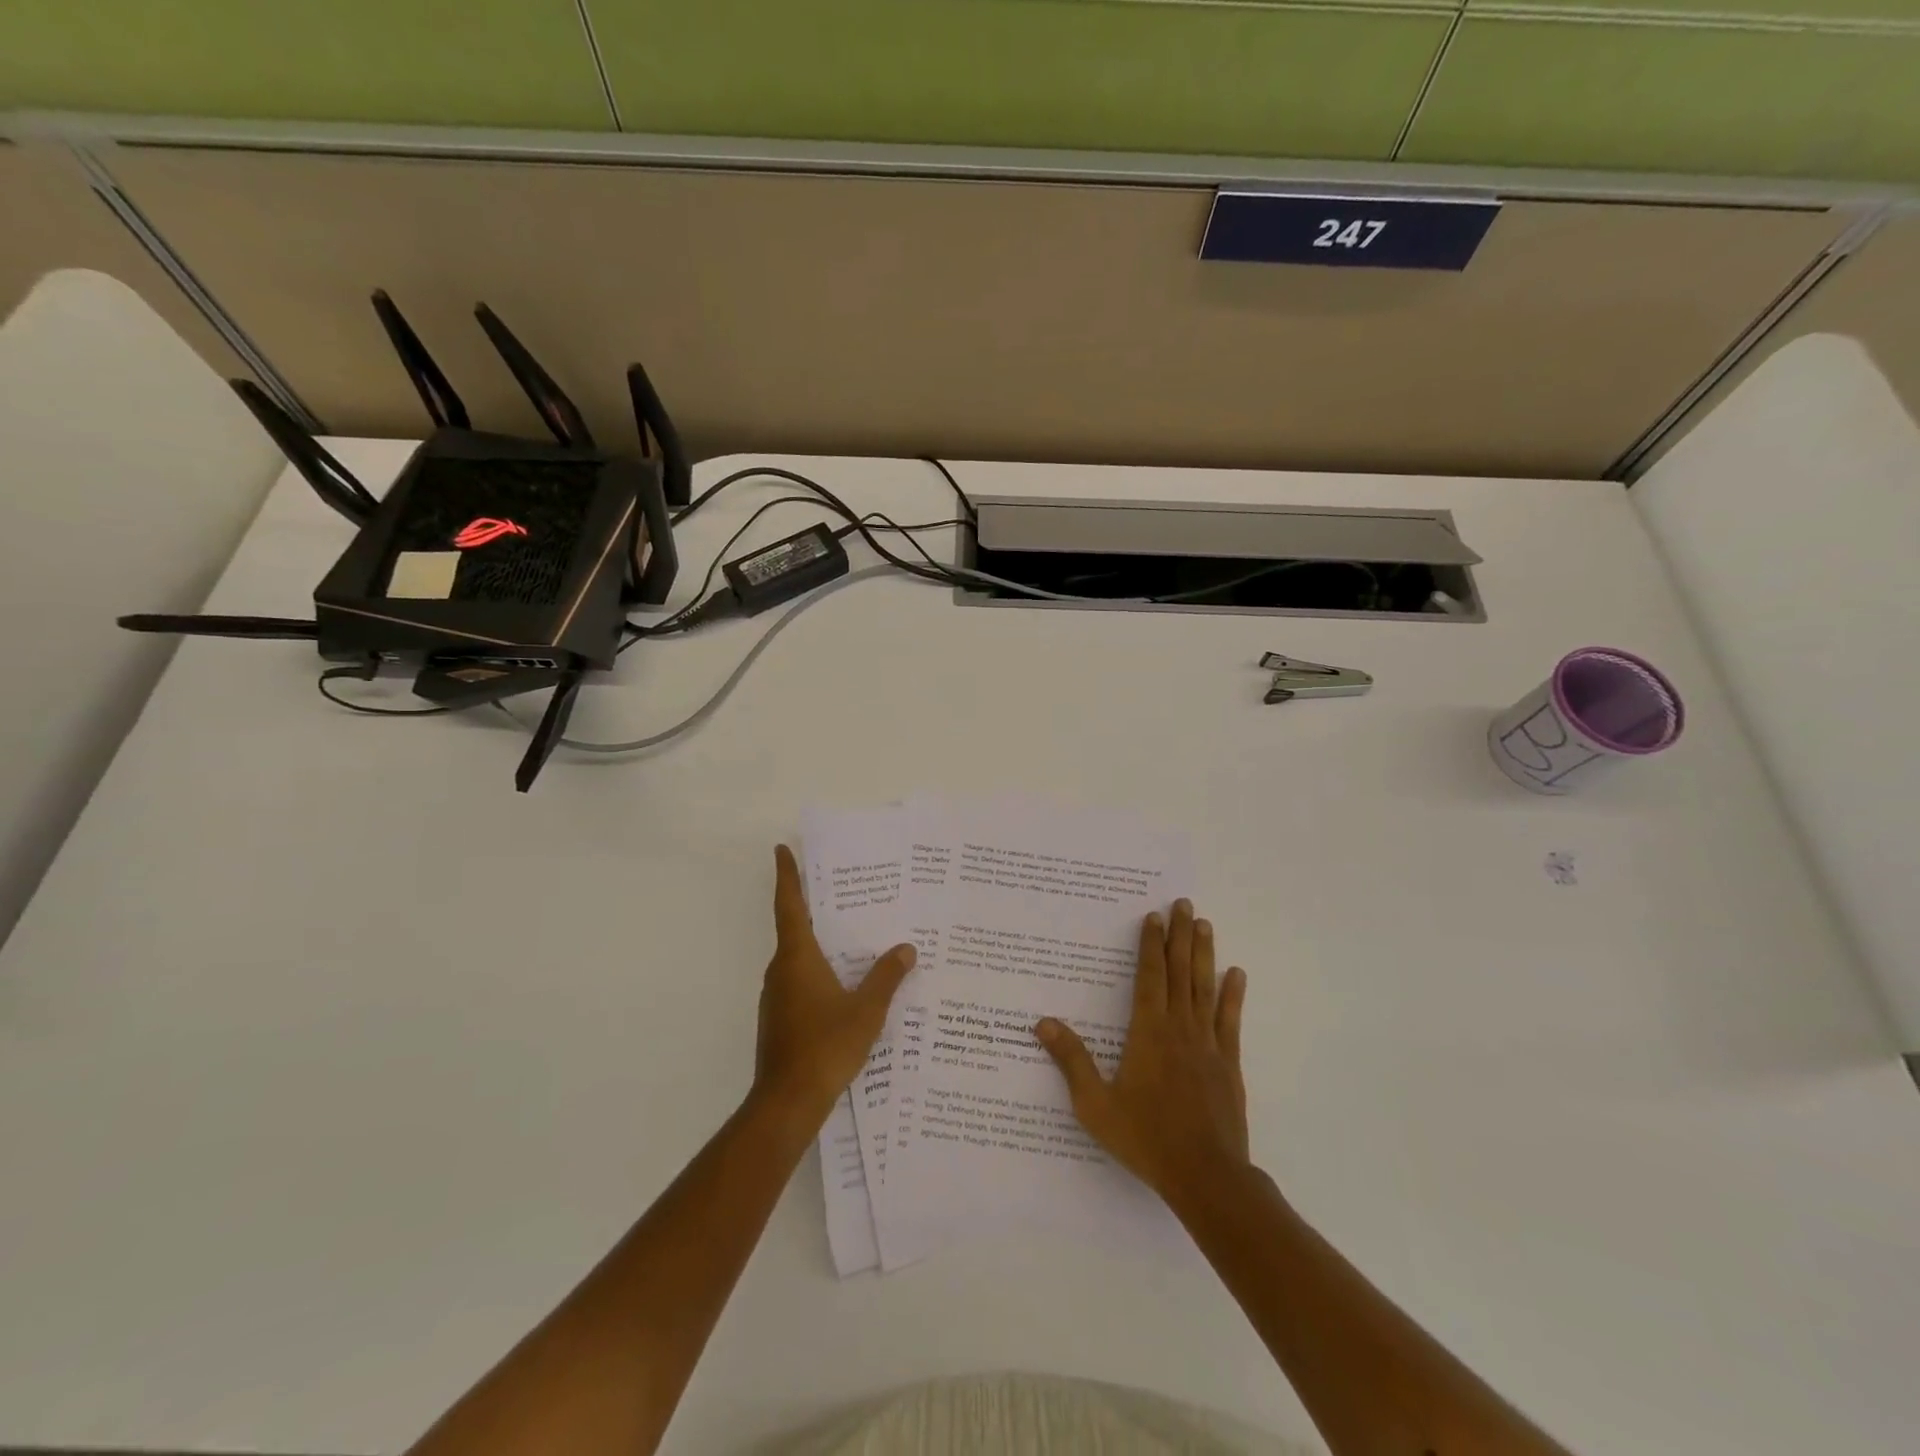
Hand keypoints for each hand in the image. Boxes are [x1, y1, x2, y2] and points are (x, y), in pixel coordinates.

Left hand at [754, 845, 915, 1128]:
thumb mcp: (866, 1010)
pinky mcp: (779, 1019)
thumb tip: (906, 948)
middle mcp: (781, 971)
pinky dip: (818, 971)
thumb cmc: (826, 1047)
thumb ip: (886, 976)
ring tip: (852, 936)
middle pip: (794, 928)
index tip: (782, 849)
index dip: (787, 876)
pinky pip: (799, 981)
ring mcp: (776, 997)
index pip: (790, 905)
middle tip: (842, 891)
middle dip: (813, 907)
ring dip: (818, 942)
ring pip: (798, 958)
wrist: (787, 1102)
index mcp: (798, 958)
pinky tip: (844, 983)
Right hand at [1036, 899, 1248, 1209]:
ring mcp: (1207, 1044)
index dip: (1151, 945)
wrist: (1205, 1176)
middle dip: (1180, 935)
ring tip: (1205, 924)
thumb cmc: (1145, 1138)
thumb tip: (1043, 1023)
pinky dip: (1233, 995)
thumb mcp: (1096, 1104)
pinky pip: (1230, 1021)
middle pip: (1180, 972)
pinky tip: (1237, 974)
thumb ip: (1072, 1060)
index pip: (1150, 977)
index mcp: (1148, 1032)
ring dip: (1204, 954)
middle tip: (1184, 903)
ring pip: (1205, 988)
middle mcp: (1179, 1028)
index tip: (1154, 917)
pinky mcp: (1228, 1064)